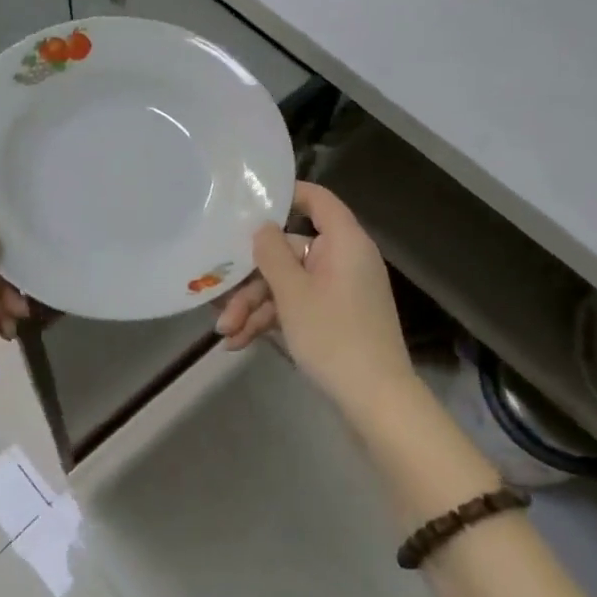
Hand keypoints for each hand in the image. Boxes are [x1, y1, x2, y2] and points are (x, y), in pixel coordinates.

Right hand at [224, 182, 413, 422]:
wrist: (376, 402)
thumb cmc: (333, 336)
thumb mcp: (292, 293)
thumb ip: (272, 253)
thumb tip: (262, 227)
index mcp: (344, 242)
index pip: (318, 200)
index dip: (286, 194)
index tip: (249, 201)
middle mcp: (344, 259)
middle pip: (290, 252)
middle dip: (252, 279)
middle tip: (220, 299)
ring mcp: (340, 290)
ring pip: (289, 284)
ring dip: (255, 306)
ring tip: (225, 333)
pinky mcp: (335, 317)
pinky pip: (299, 306)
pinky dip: (272, 321)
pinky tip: (240, 343)